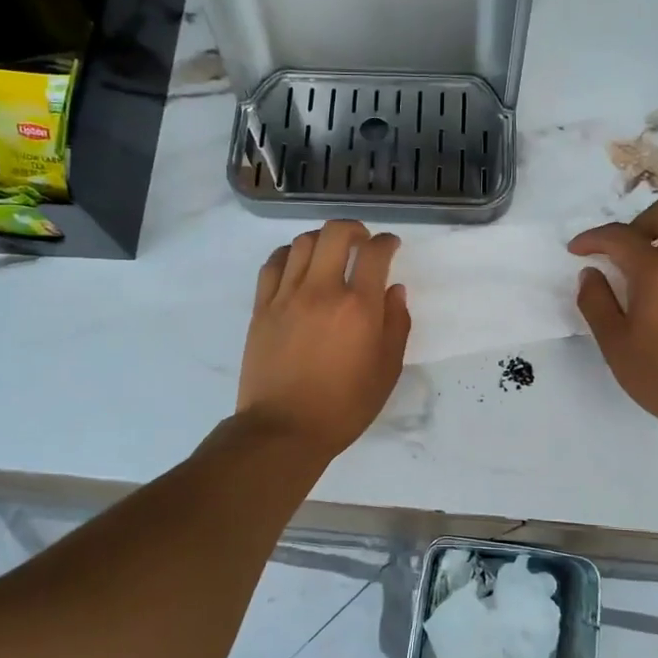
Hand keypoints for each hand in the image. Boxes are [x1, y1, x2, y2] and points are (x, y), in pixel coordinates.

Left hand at [237, 220, 410, 460]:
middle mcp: (322, 291)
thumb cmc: (344, 406)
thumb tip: (394, 290)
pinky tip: (297, 265)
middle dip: (354, 229)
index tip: (390, 246)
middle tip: (362, 241)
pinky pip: (273, 264)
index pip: (375, 253)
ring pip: (303, 243)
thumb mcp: (386, 371)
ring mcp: (286, 296)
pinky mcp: (262, 307)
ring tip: (330, 252)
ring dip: (322, 239)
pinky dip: (289, 255)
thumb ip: (396, 325)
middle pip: (335, 234)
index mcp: (358, 308)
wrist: (284, 428)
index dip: (387, 242)